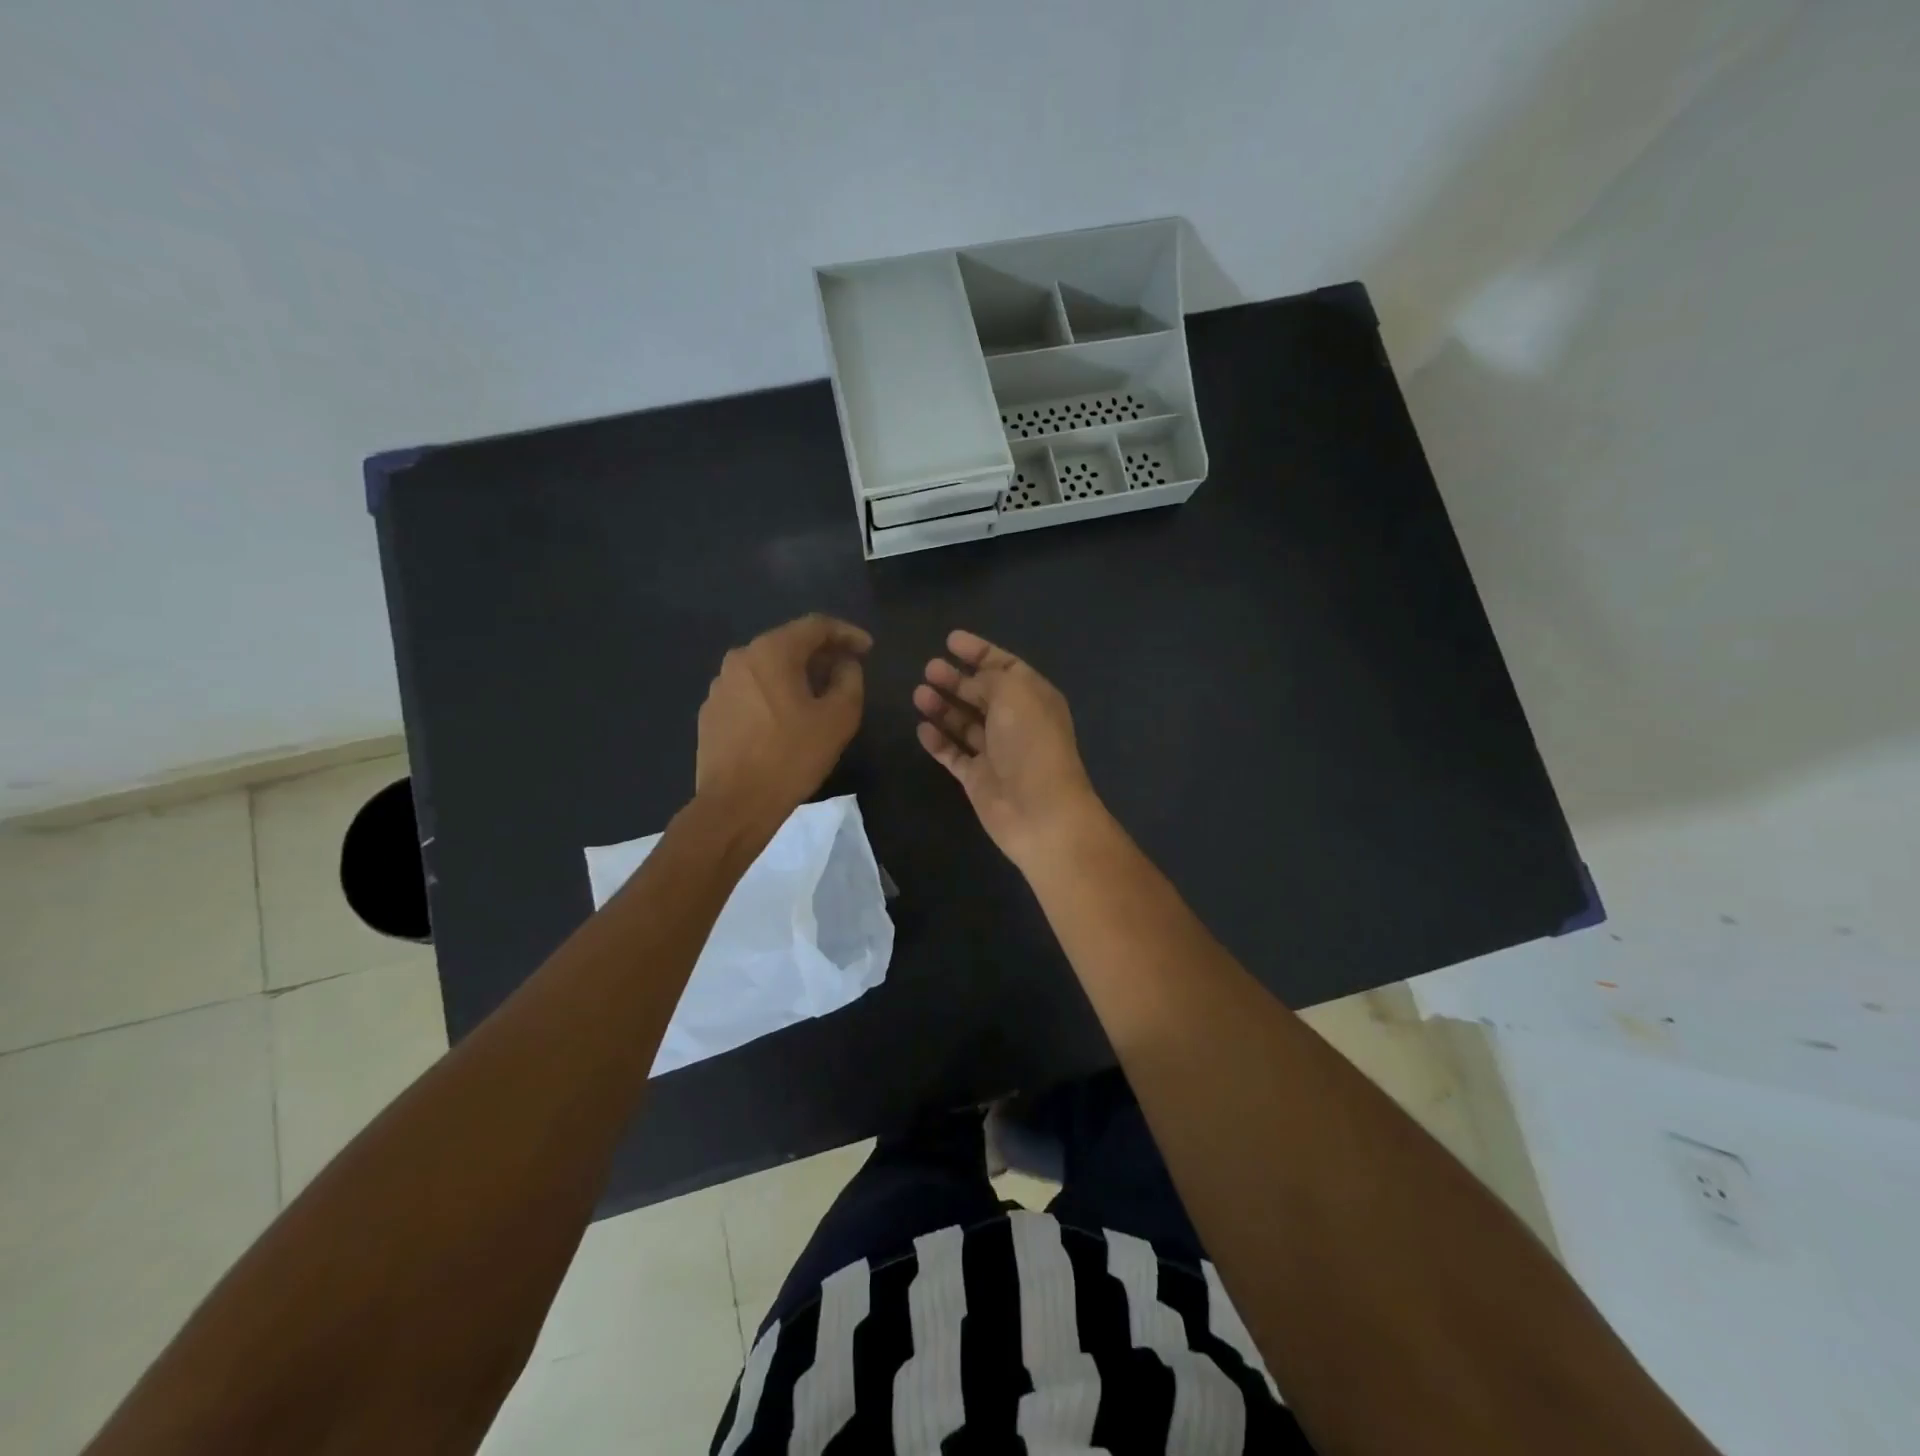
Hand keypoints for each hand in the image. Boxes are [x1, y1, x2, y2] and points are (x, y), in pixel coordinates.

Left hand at [696, 614, 870, 829]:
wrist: (735, 804)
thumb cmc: (792, 756)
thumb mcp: (838, 718)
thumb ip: (850, 680)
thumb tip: (845, 665)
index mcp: (771, 652)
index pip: (816, 625)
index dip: (847, 633)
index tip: (868, 649)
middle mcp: (740, 658)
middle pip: (789, 643)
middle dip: (822, 654)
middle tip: (847, 671)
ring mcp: (720, 685)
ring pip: (768, 668)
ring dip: (797, 675)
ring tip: (819, 696)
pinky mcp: (712, 711)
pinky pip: (751, 691)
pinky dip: (774, 694)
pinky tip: (787, 718)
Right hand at [914, 630, 1106, 865]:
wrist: (1039, 810)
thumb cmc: (1030, 742)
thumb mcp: (1014, 693)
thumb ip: (991, 678)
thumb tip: (973, 682)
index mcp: (1033, 697)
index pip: (1005, 666)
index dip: (979, 651)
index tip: (950, 640)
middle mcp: (1016, 722)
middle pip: (982, 694)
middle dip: (956, 679)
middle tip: (929, 668)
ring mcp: (996, 752)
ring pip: (965, 723)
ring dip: (943, 707)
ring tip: (919, 693)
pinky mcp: (978, 778)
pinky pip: (954, 754)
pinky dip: (939, 741)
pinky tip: (921, 728)